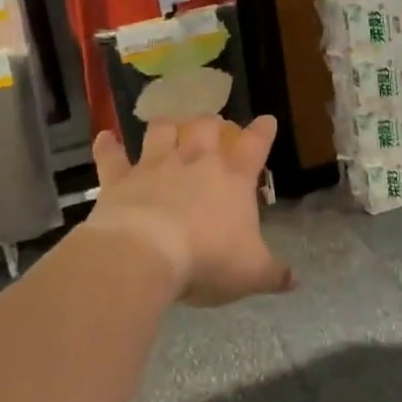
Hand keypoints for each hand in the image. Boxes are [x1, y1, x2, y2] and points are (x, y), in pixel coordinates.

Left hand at [90, 115, 292, 306]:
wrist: (146, 255)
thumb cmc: (208, 260)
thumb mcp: (251, 273)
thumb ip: (274, 274)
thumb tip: (295, 280)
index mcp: (233, 179)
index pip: (255, 145)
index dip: (263, 131)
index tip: (267, 120)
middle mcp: (196, 162)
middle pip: (206, 127)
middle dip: (212, 122)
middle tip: (214, 125)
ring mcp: (155, 166)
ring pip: (163, 130)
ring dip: (168, 125)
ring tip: (170, 124)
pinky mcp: (120, 179)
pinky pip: (112, 157)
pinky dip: (108, 146)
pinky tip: (105, 138)